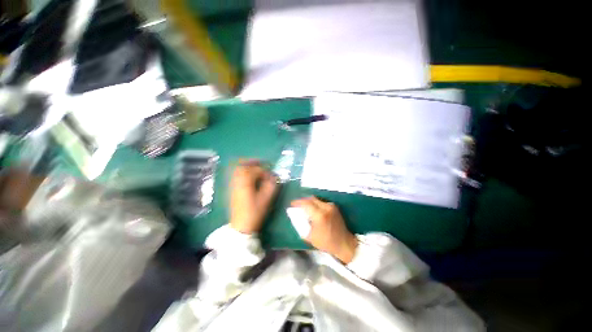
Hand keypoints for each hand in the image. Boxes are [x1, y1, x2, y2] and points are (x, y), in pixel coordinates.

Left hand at [230, 160, 277, 234]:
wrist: (241, 225)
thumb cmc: (255, 212)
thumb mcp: (266, 199)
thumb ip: (271, 186)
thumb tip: (274, 177)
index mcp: (246, 182)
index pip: (256, 170)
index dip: (265, 172)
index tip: (271, 176)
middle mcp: (238, 181)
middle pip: (242, 165)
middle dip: (253, 162)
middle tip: (261, 162)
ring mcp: (233, 185)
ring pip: (237, 170)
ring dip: (246, 166)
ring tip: (255, 166)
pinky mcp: (232, 189)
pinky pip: (236, 175)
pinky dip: (242, 172)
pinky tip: (249, 175)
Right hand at [291, 196, 357, 263]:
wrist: (344, 243)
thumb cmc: (326, 242)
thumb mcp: (310, 237)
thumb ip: (302, 225)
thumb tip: (296, 216)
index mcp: (319, 215)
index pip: (306, 203)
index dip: (298, 202)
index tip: (292, 204)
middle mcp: (326, 207)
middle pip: (311, 198)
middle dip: (303, 200)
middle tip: (297, 205)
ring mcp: (331, 206)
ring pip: (316, 199)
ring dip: (309, 201)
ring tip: (304, 206)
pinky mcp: (334, 207)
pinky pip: (321, 202)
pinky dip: (315, 203)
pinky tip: (312, 208)